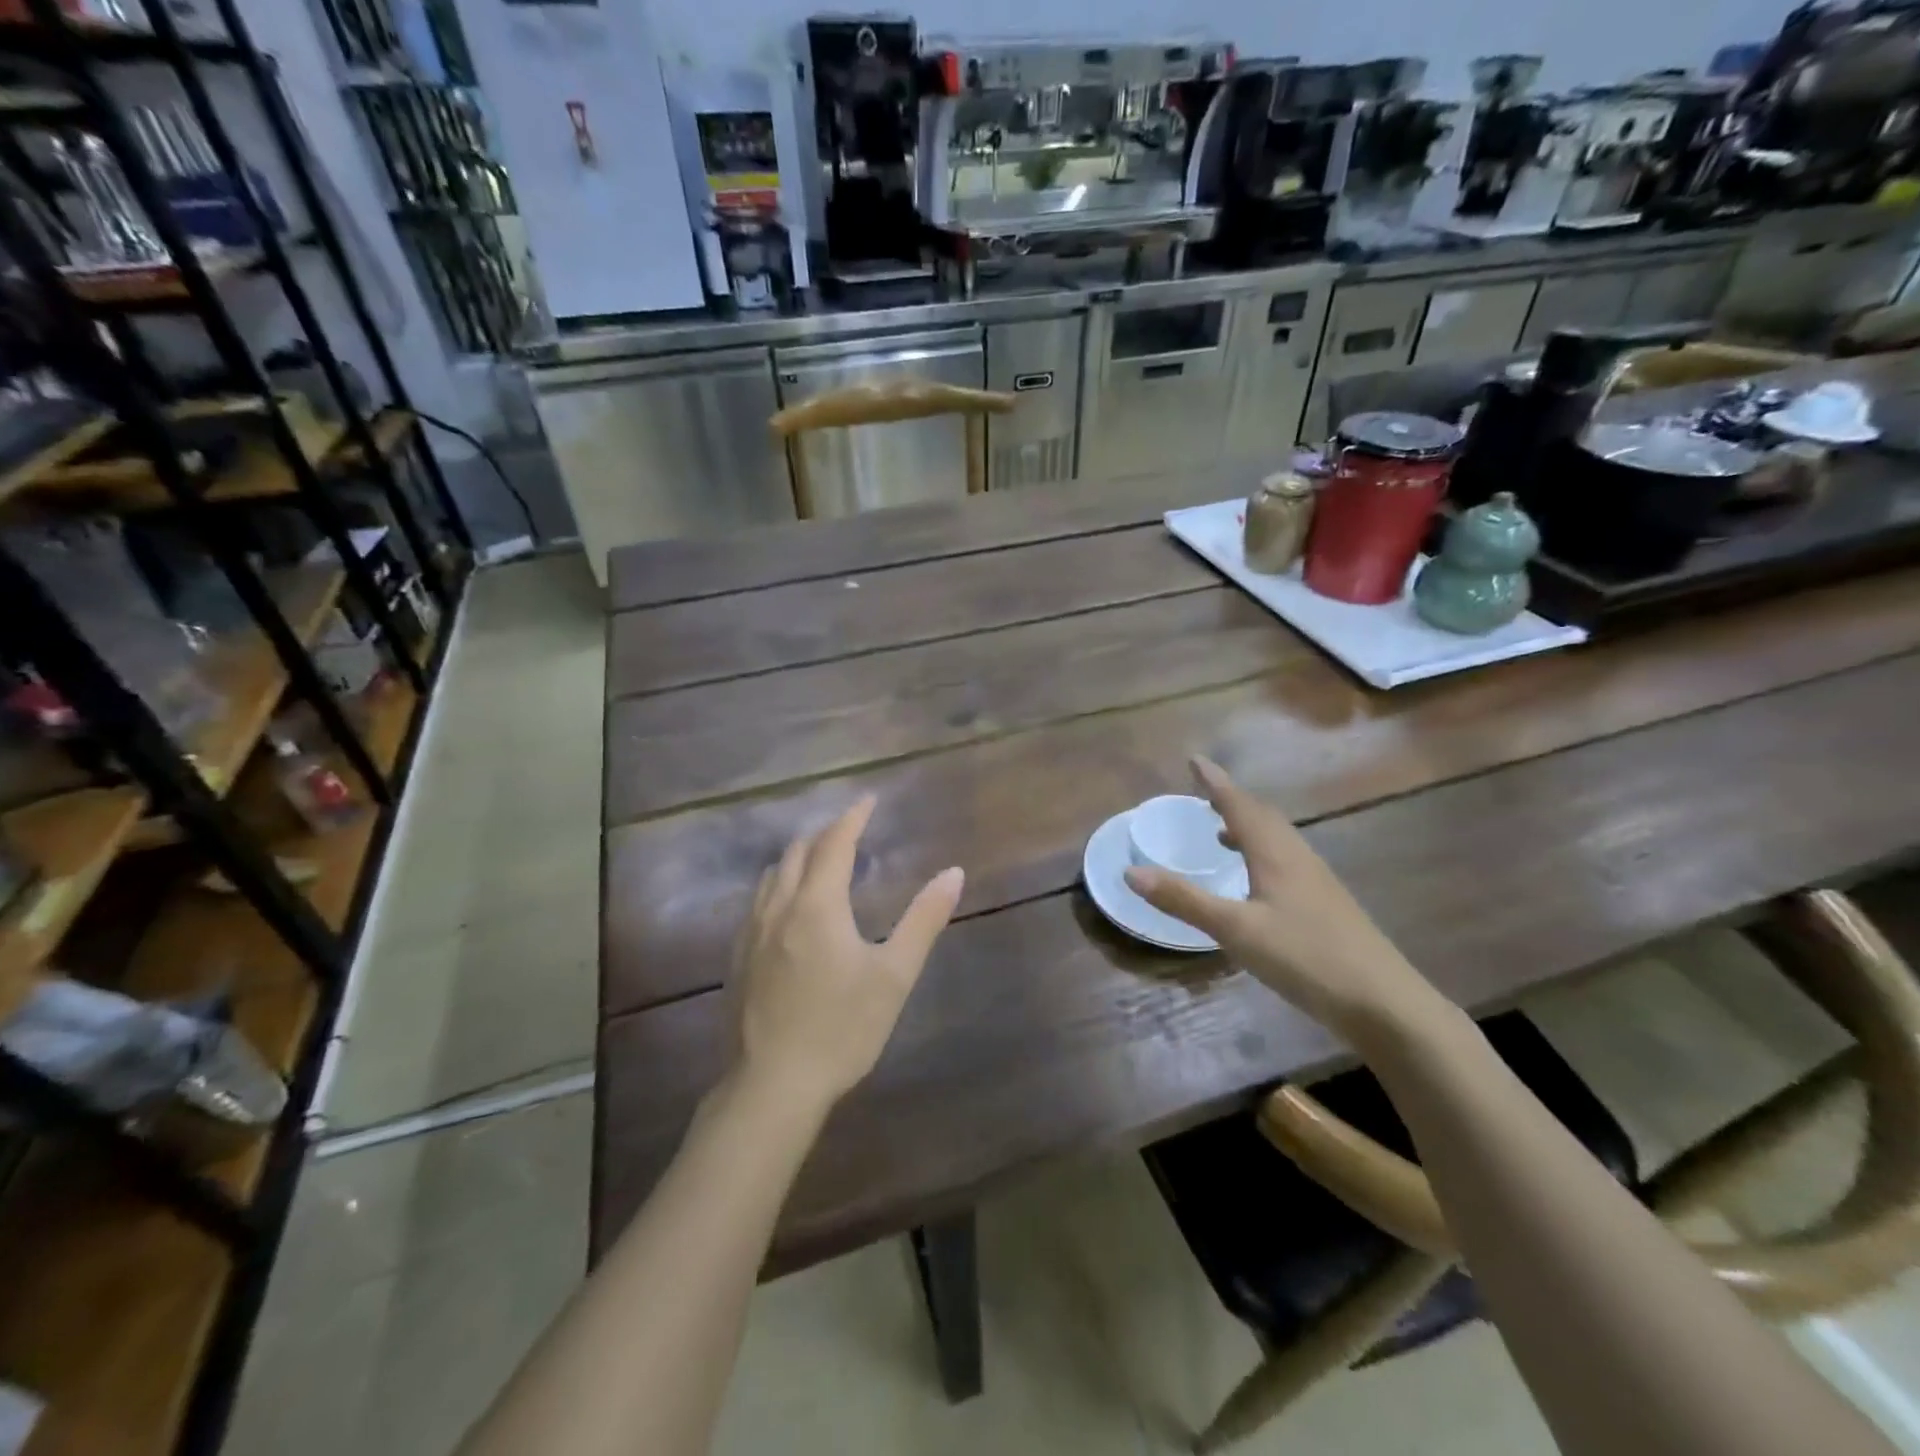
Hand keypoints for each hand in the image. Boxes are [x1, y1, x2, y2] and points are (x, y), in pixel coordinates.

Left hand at [730, 796, 963, 1112]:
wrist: (772, 1086)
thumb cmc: (842, 1028)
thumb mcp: (894, 975)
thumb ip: (923, 920)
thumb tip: (953, 873)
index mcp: (817, 905)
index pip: (835, 843)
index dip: (853, 817)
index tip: (868, 799)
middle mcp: (779, 908)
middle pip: (797, 852)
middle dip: (825, 834)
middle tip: (851, 831)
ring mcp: (751, 933)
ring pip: (772, 876)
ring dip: (798, 857)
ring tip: (821, 862)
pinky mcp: (737, 958)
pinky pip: (758, 902)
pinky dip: (779, 885)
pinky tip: (790, 909)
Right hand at [1124, 758, 1438, 1039]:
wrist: (1384, 1003)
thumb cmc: (1306, 957)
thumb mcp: (1235, 930)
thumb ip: (1184, 900)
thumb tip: (1131, 871)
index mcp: (1276, 854)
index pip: (1240, 806)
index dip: (1215, 782)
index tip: (1195, 760)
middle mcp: (1298, 858)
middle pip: (1263, 817)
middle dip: (1232, 801)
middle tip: (1205, 793)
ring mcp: (1317, 882)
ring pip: (1278, 840)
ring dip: (1248, 827)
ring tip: (1222, 833)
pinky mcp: (1326, 905)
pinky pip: (1286, 861)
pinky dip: (1262, 854)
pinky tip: (1256, 881)